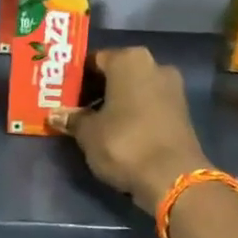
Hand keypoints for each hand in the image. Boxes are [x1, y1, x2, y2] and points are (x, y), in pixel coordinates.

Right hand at [51, 47, 209, 213]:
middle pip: (116, 73)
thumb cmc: (125, 144)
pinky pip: (148, 104)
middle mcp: (154, 65)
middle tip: (73, 109)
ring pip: (133, 89)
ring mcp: (172, 88)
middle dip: (95, 90)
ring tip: (92, 123)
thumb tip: (56, 114)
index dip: (75, 78)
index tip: (61, 95)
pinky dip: (132, 113)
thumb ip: (72, 119)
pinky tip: (116, 131)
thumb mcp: (88, 133)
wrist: (172, 177)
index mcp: (129, 60)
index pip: (94, 60)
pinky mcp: (181, 111)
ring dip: (114, 102)